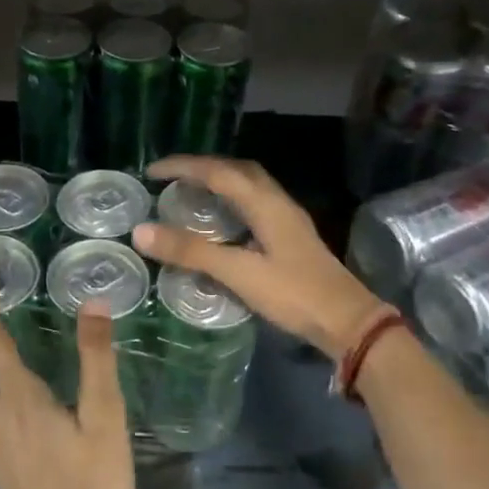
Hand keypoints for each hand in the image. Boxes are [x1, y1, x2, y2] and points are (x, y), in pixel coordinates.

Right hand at [133, 155, 388, 360]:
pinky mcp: (291, 238)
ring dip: (220, 182)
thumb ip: (191, 251)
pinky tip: (222, 223)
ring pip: (249, 186)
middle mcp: (278, 202)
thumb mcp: (238, 273)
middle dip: (203, 167)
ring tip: (191, 193)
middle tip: (171, 178)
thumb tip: (141, 231)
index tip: (152, 171)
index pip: (218, 172)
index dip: (183, 167)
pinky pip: (255, 205)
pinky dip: (232, 202)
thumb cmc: (293, 294)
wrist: (347, 322)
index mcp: (266, 204)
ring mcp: (288, 220)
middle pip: (237, 170)